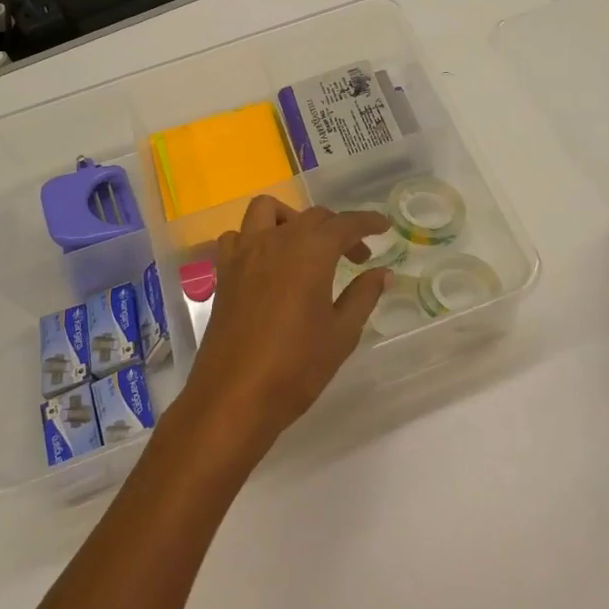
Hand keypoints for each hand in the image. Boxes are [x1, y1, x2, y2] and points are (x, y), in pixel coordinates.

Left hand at [171, 197, 391, 460]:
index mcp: (310, 252)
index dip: (368, 222)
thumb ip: (363, 295)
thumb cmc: (296, 366)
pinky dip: (255, 238)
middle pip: (312, 217)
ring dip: (292, 218)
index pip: (345, 224)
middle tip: (357, 256)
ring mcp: (244, 255)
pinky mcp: (224, 274)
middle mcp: (275, 241)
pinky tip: (268, 263)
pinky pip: (238, 237)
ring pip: (267, 211)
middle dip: (339, 228)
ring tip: (306, 246)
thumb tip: (383, 273)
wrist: (234, 398)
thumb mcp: (342, 333)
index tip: (384, 227)